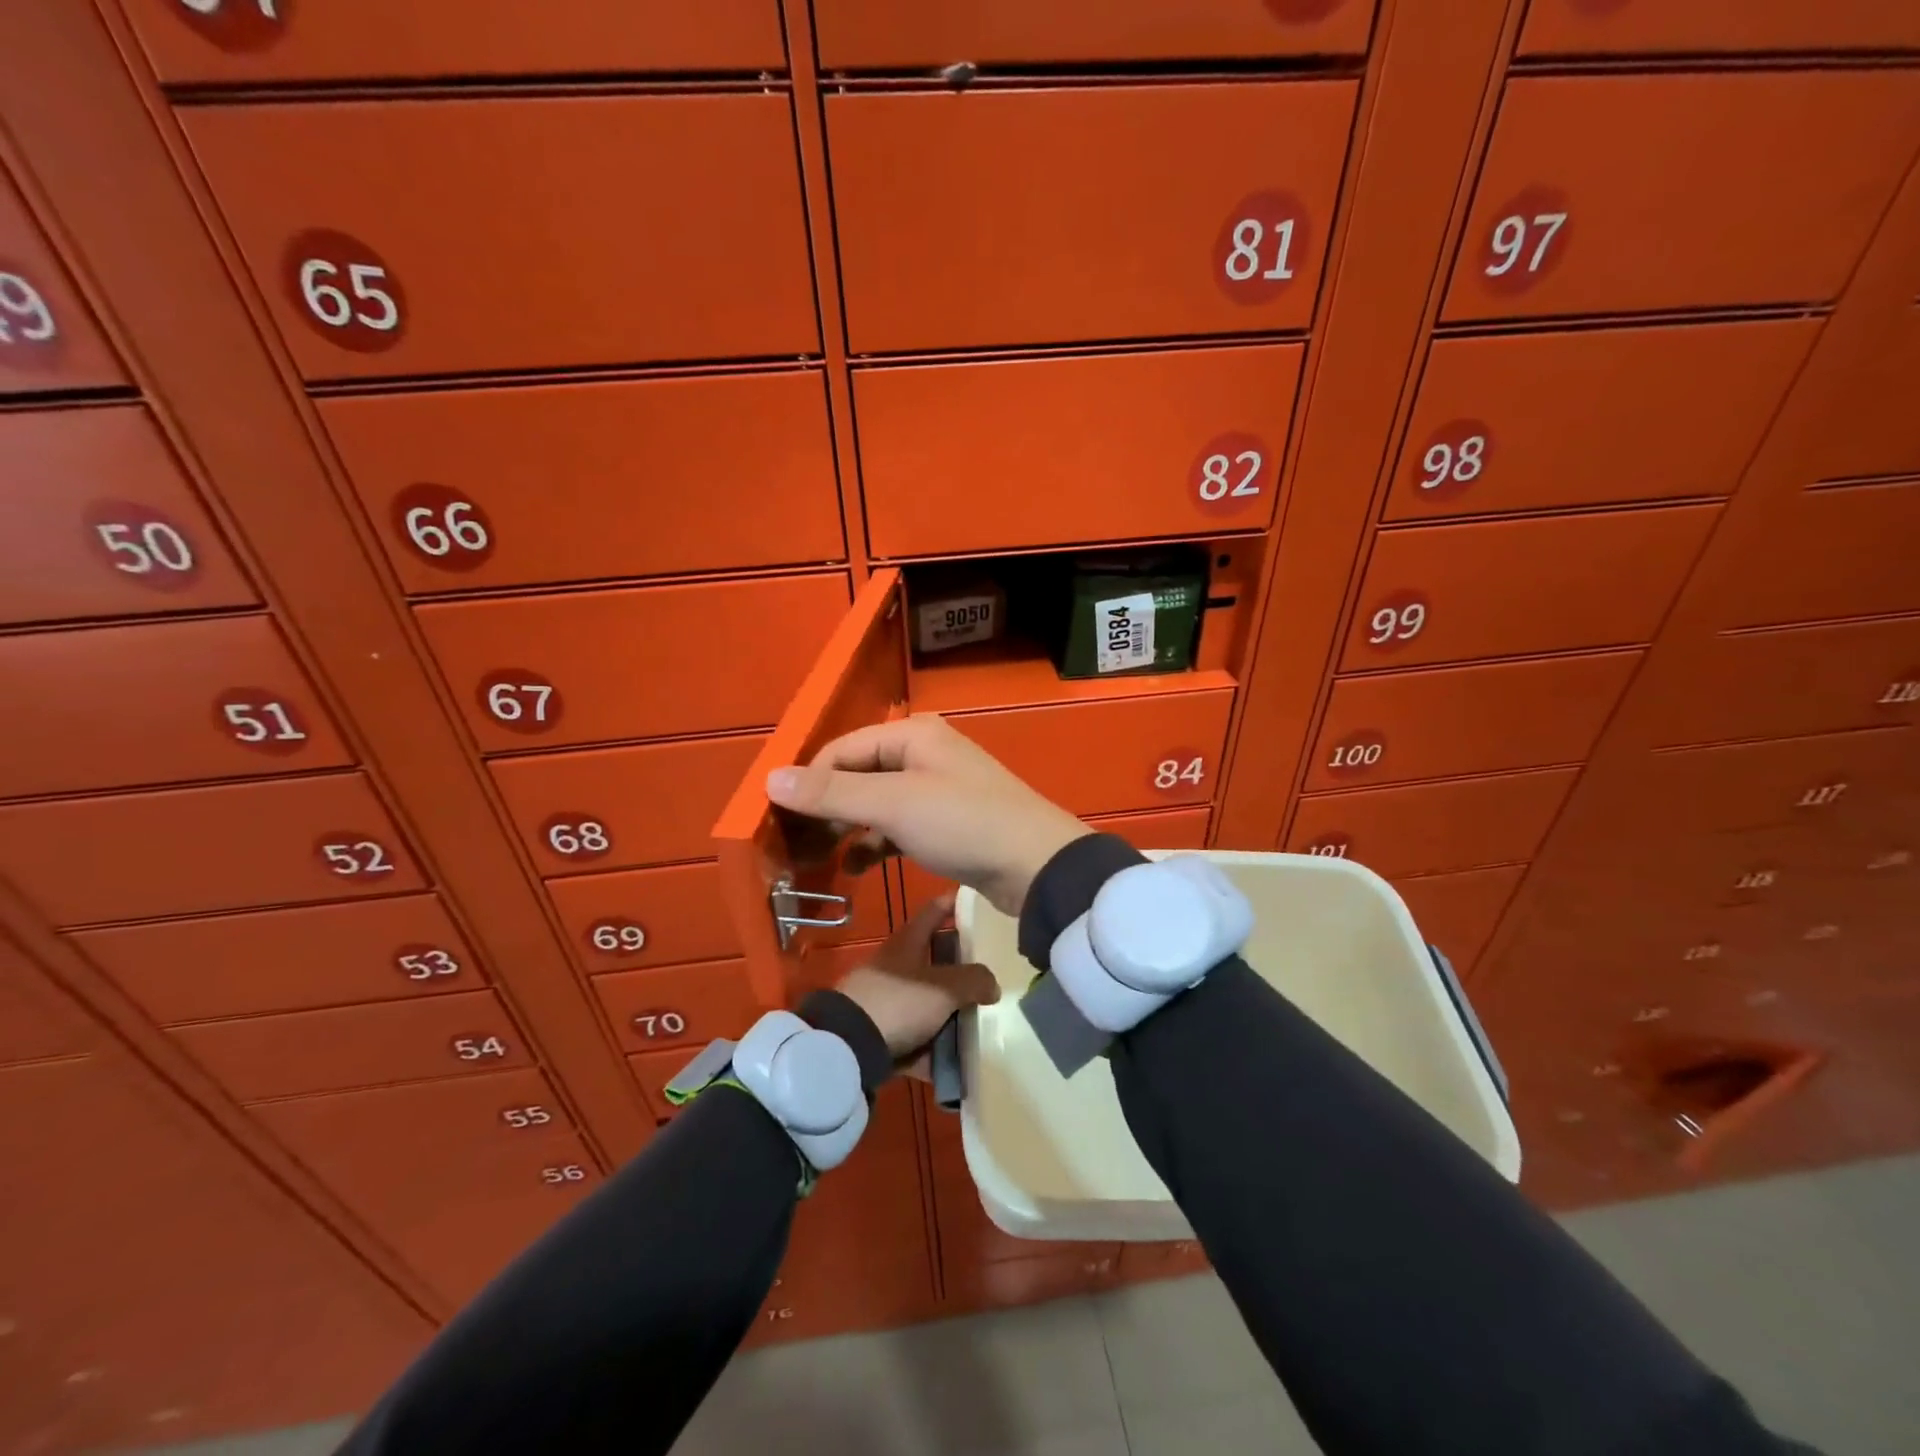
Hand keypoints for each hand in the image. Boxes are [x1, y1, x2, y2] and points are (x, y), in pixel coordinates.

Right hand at [766, 714, 1087, 917]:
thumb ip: (832, 792)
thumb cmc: (963, 823)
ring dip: (846, 827)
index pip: (840, 750)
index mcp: (911, 734)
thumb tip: (770, 778)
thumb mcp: (893, 804)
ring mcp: (936, 788)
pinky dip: (874, 843)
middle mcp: (922, 753)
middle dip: (825, 807)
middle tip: (794, 845)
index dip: (807, 782)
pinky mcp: (945, 822)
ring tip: (817, 858)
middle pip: (856, 774)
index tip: (779, 821)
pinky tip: (855, 867)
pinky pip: (896, 826)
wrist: (1035, 866)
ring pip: (875, 802)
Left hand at [835, 894, 1000, 1074]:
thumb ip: (974, 981)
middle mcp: (896, 966)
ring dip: (951, 1014)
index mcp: (908, 942)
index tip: (974, 901)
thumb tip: (992, 986)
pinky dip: (935, 1050)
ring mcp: (888, 1000)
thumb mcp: (944, 987)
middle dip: (961, 969)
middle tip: (990, 976)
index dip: (953, 903)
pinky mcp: (882, 1033)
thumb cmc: (898, 1001)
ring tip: (981, 1024)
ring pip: (928, 1002)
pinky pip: (917, 1039)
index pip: (934, 911)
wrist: (847, 1046)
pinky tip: (958, 1065)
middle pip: (934, 961)